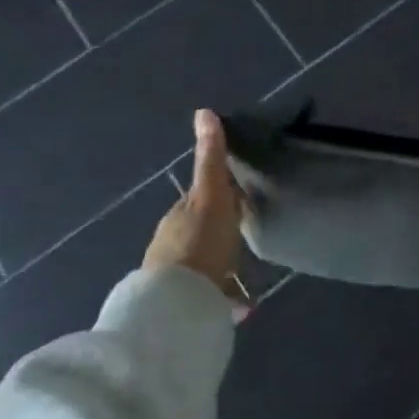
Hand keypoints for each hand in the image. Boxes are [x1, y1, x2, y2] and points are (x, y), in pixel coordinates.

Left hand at [144, 110, 250, 318]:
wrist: (178, 305)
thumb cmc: (200, 244)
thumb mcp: (212, 196)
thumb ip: (211, 159)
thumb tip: (203, 111)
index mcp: (179, 216)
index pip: (201, 199)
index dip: (222, 196)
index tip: (243, 198)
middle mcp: (172, 243)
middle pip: (201, 231)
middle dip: (221, 233)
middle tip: (247, 236)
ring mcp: (175, 275)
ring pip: (203, 265)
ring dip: (221, 269)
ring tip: (245, 277)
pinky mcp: (184, 304)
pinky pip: (208, 295)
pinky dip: (223, 297)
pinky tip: (240, 307)